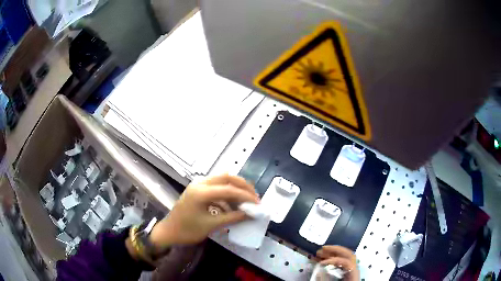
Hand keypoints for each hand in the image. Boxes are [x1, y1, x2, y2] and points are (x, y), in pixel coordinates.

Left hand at [149, 174, 258, 249]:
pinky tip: (233, 206)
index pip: (229, 189)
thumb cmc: (187, 230)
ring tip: (247, 200)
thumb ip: (233, 218)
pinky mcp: (198, 190)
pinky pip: (216, 188)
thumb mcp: (211, 225)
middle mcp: (200, 183)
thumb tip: (251, 214)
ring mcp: (198, 185)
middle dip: (243, 186)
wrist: (169, 232)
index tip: (258, 203)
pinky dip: (227, 195)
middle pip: (227, 177)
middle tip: (254, 196)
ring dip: (235, 189)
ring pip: (222, 180)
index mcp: (201, 192)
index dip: (246, 196)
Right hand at [316, 245, 359, 280]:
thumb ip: (326, 280)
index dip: (334, 260)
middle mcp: (355, 270)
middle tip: (322, 249)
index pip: (347, 262)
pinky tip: (325, 261)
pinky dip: (334, 259)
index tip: (321, 263)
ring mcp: (353, 272)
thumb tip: (318, 272)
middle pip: (349, 255)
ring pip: (346, 257)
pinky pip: (343, 263)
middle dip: (335, 250)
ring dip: (333, 253)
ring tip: (321, 253)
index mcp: (354, 275)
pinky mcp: (348, 274)